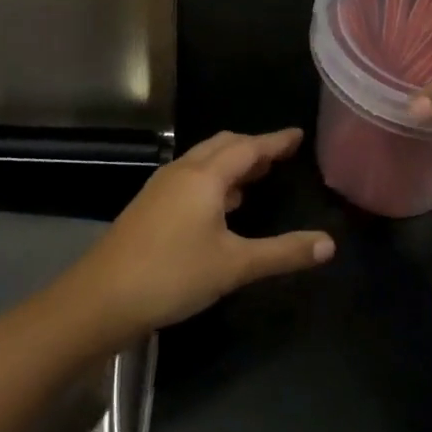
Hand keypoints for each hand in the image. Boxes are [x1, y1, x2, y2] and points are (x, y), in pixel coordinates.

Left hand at [68, 129, 333, 337]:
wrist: (103, 297)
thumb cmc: (173, 274)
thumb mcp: (235, 266)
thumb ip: (283, 252)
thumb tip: (329, 244)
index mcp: (204, 177)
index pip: (248, 147)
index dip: (275, 141)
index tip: (297, 135)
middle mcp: (182, 172)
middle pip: (222, 146)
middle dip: (252, 147)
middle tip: (279, 154)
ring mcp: (161, 188)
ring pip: (203, 161)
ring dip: (231, 163)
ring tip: (257, 175)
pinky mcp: (150, 206)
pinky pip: (190, 179)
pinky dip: (214, 180)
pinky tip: (222, 205)